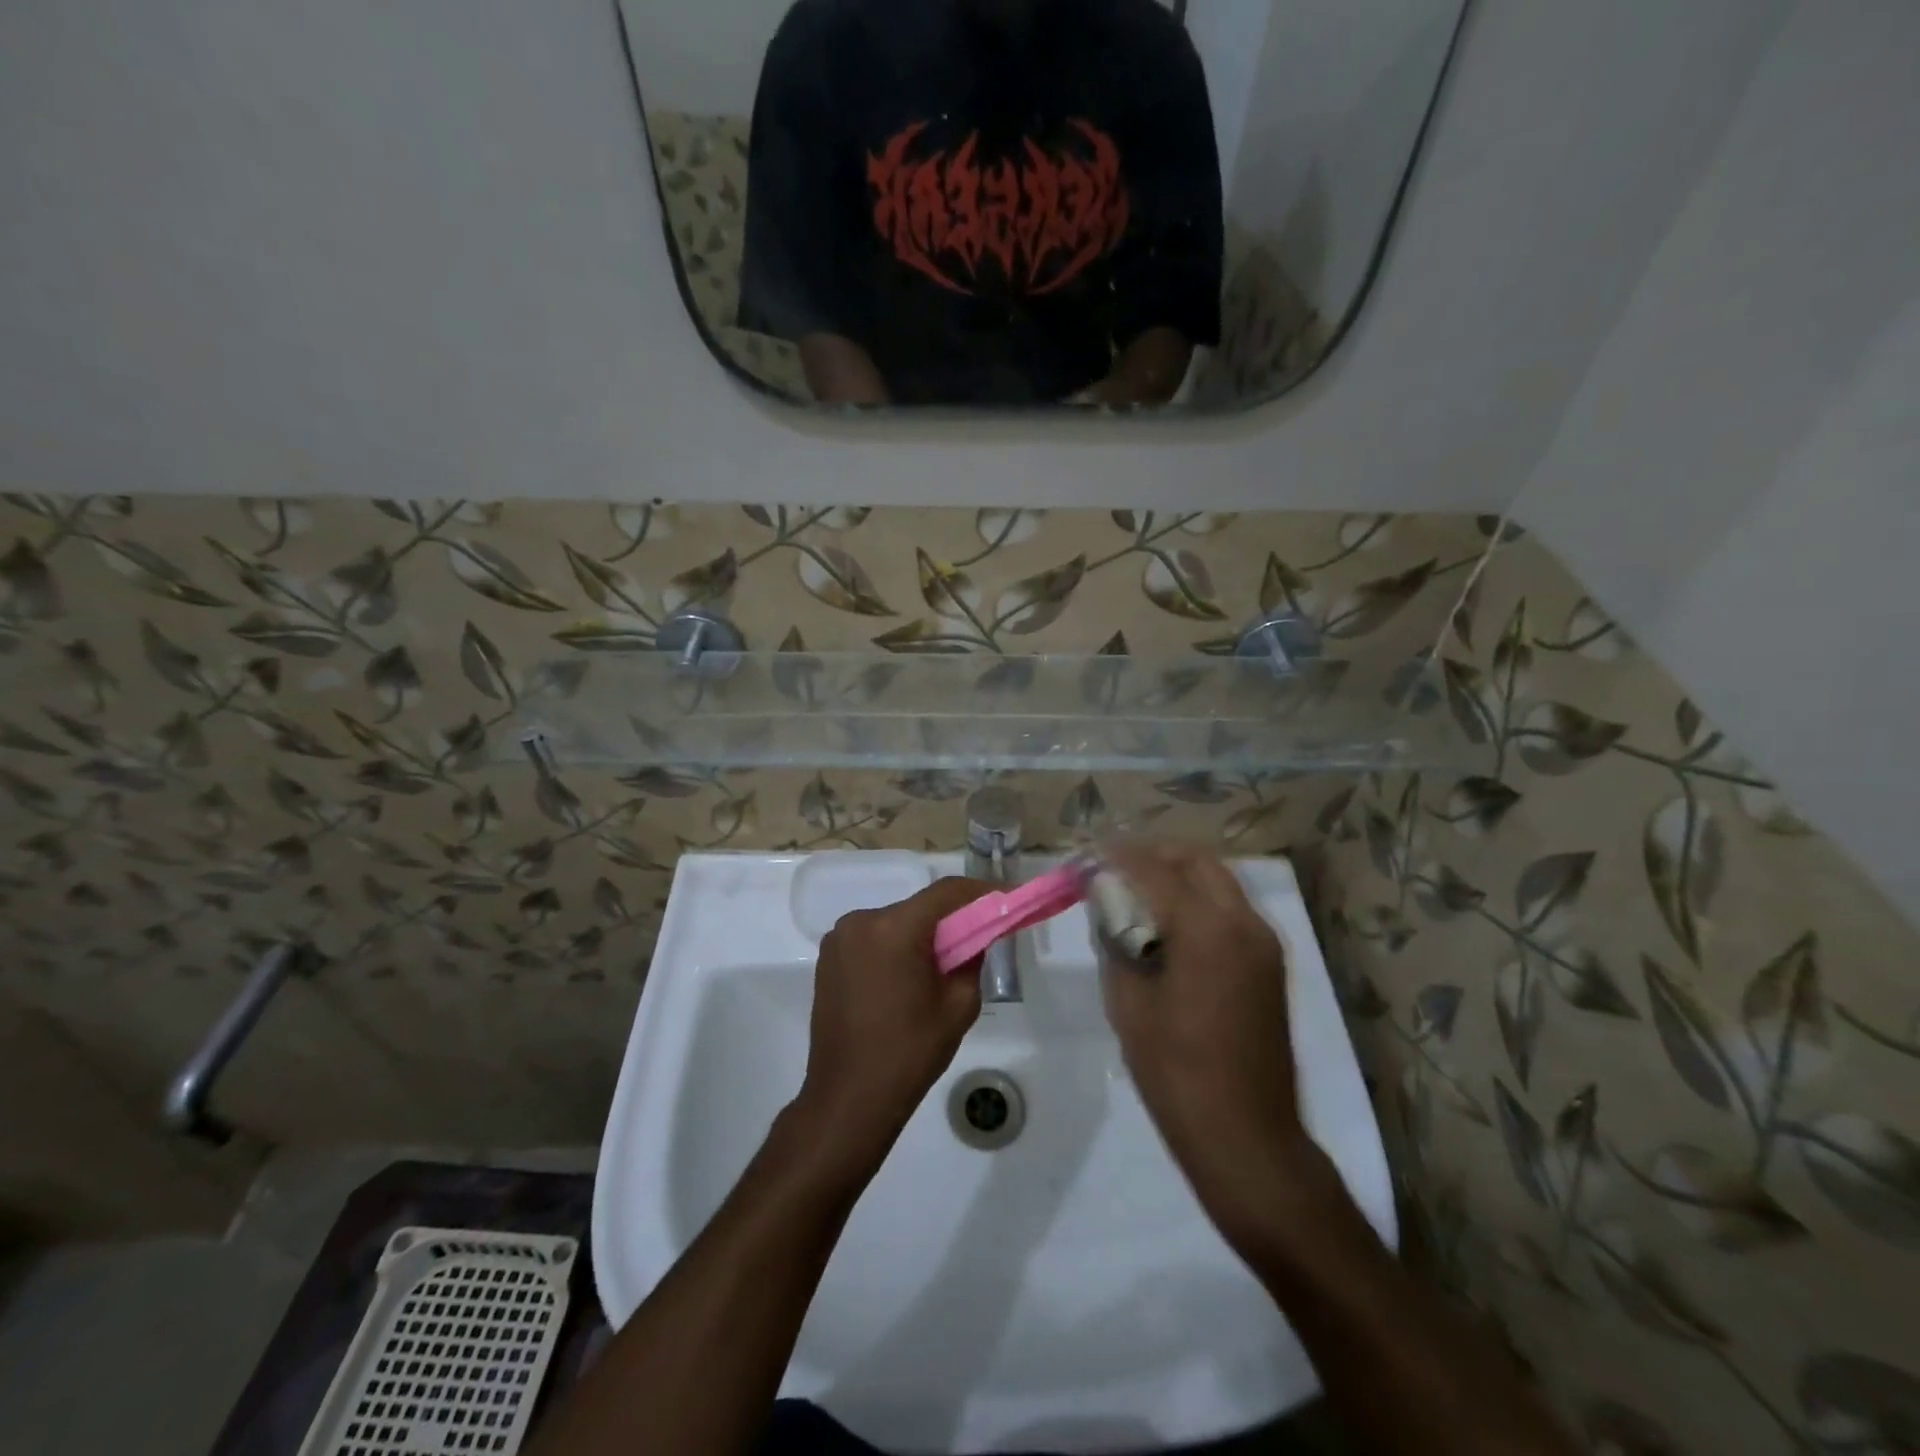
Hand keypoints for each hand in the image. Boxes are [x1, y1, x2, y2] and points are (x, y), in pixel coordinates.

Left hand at [794, 877, 991, 1170]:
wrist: (848, 1098)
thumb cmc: (909, 1053)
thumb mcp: (959, 1005)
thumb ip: (972, 958)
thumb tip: (974, 936)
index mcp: (894, 929)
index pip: (946, 893)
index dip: (981, 892)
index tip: (1008, 897)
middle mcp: (860, 921)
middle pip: (919, 908)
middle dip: (951, 919)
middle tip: (980, 936)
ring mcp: (839, 939)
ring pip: (896, 923)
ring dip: (922, 935)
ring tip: (943, 965)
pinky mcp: (829, 958)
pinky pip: (874, 940)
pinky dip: (896, 948)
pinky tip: (909, 978)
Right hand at [1098, 841, 1318, 1246]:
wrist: (1246, 1136)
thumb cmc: (1176, 1072)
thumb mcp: (1129, 1004)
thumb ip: (1116, 942)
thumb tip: (1106, 905)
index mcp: (1207, 931)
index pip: (1155, 870)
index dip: (1116, 858)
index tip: (1085, 860)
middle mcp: (1243, 923)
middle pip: (1196, 860)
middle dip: (1152, 854)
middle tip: (1112, 868)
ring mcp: (1263, 942)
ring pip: (1217, 881)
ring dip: (1176, 873)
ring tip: (1134, 891)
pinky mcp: (1268, 963)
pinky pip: (1229, 908)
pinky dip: (1196, 898)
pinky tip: (1166, 922)